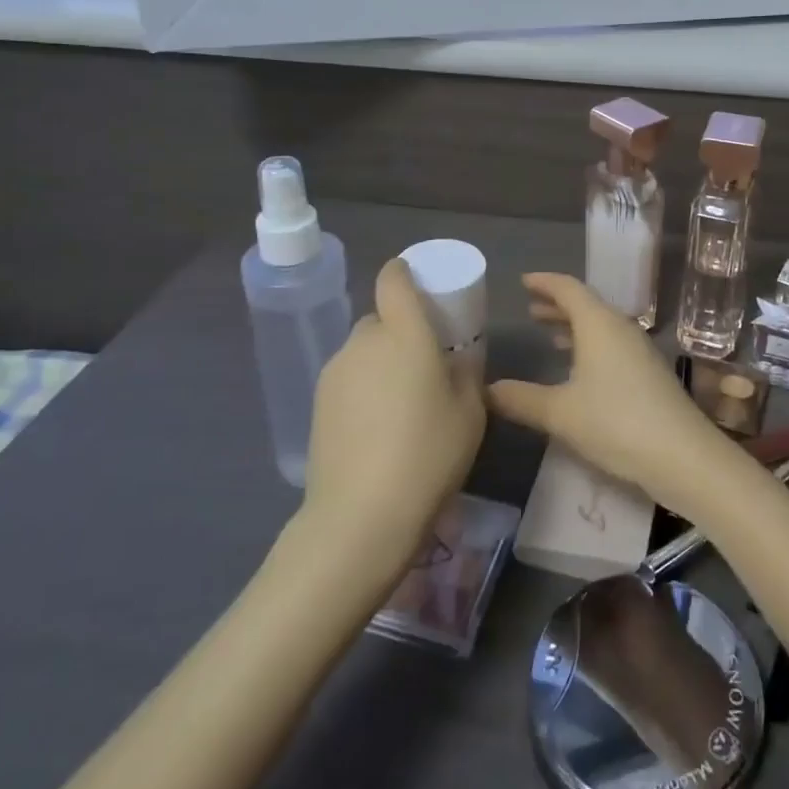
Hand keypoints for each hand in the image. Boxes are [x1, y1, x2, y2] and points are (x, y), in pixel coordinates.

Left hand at [302, 258, 485, 560]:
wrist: (362, 514)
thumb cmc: (429, 454)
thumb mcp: (470, 412)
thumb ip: (466, 373)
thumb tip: (456, 360)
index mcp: (404, 333)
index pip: (393, 280)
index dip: (403, 273)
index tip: (419, 286)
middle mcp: (365, 341)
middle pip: (380, 318)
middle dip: (399, 330)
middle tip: (422, 364)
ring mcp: (335, 372)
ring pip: (362, 351)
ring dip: (380, 362)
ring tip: (400, 405)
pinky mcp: (317, 402)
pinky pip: (347, 379)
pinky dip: (363, 389)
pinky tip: (376, 428)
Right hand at [486, 273, 727, 515]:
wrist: (683, 455)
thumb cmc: (617, 422)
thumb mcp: (560, 413)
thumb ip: (522, 399)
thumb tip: (486, 390)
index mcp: (599, 324)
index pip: (568, 289)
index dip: (545, 283)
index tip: (524, 281)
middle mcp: (621, 329)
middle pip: (586, 306)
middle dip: (557, 305)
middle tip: (531, 309)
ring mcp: (639, 351)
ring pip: (601, 327)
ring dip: (574, 327)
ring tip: (549, 334)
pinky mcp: (649, 374)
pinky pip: (613, 345)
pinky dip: (590, 346)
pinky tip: (580, 369)